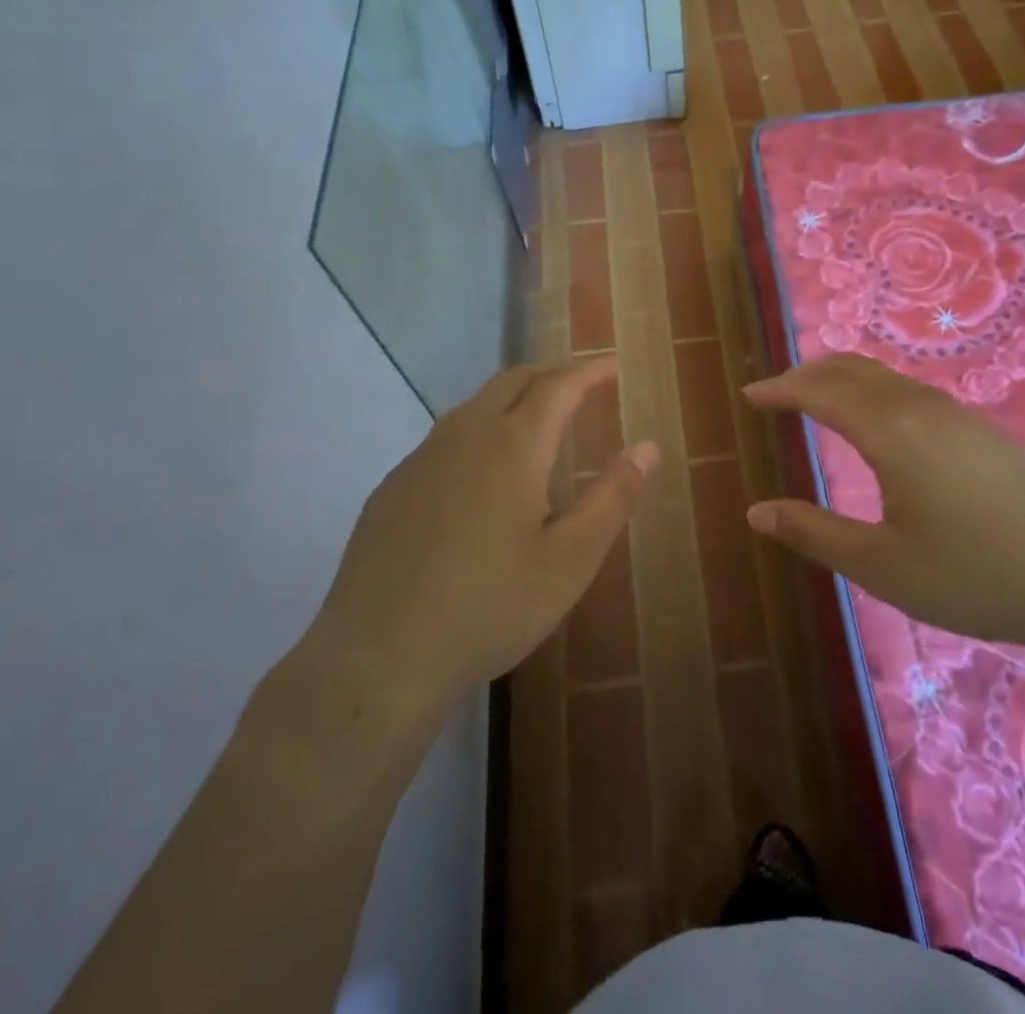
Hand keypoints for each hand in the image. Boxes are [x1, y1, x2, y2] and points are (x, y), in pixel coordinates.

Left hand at [313, 358, 657, 708]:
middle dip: (551, 375)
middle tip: (581, 387)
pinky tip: (479, 476)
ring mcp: (420, 459)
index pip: (559, 385)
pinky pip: (444, 439)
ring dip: (512, 400)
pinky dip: (477, 433)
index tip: (613, 366)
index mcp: (513, 446)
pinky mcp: (391, 487)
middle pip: (512, 381)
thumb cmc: (490, 607)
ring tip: (536, 423)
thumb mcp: (570, 560)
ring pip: (473, 406)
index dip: (590, 371)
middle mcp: (464, 436)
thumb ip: (613, 497)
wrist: (378, 657)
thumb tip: (647, 447)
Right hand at [742, 353, 1024, 662]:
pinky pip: (913, 392)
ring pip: (886, 378)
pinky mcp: (987, 431)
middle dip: (808, 373)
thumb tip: (756, 512)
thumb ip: (815, 534)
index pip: (819, 392)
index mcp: (890, 431)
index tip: (749, 394)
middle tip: (777, 391)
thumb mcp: (883, 566)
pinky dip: (876, 391)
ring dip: (844, 379)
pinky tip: (882, 425)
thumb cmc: (979, 575)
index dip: (780, 389)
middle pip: (852, 369)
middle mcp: (922, 408)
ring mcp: (961, 416)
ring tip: (820, 400)